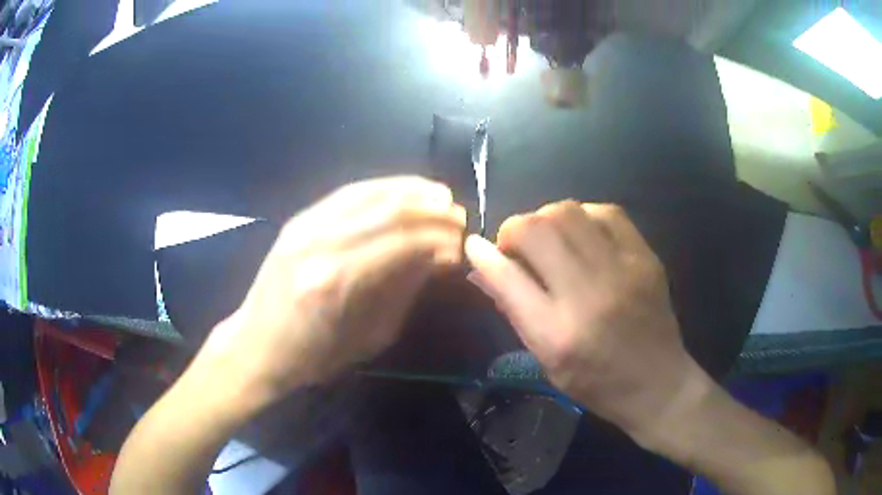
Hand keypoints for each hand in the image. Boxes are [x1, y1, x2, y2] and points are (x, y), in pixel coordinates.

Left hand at [196, 176, 465, 405]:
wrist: (256, 347)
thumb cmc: (313, 357)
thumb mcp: (370, 335)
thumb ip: (405, 289)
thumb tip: (440, 255)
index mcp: (336, 280)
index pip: (402, 243)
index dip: (439, 239)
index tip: (462, 245)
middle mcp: (319, 243)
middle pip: (388, 210)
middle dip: (431, 210)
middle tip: (459, 217)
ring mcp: (304, 226)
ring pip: (367, 193)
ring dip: (410, 190)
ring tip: (440, 195)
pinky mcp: (297, 220)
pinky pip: (345, 194)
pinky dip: (379, 188)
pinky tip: (401, 190)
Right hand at [465, 200, 703, 441]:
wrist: (658, 384)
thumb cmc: (596, 383)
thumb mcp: (546, 360)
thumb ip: (513, 310)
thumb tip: (482, 267)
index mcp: (558, 334)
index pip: (507, 277)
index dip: (483, 254)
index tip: (476, 245)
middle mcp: (589, 295)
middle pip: (537, 229)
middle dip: (515, 229)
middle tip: (518, 246)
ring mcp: (623, 270)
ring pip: (568, 211)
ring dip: (547, 219)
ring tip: (550, 239)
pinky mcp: (646, 257)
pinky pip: (606, 212)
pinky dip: (584, 217)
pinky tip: (583, 235)